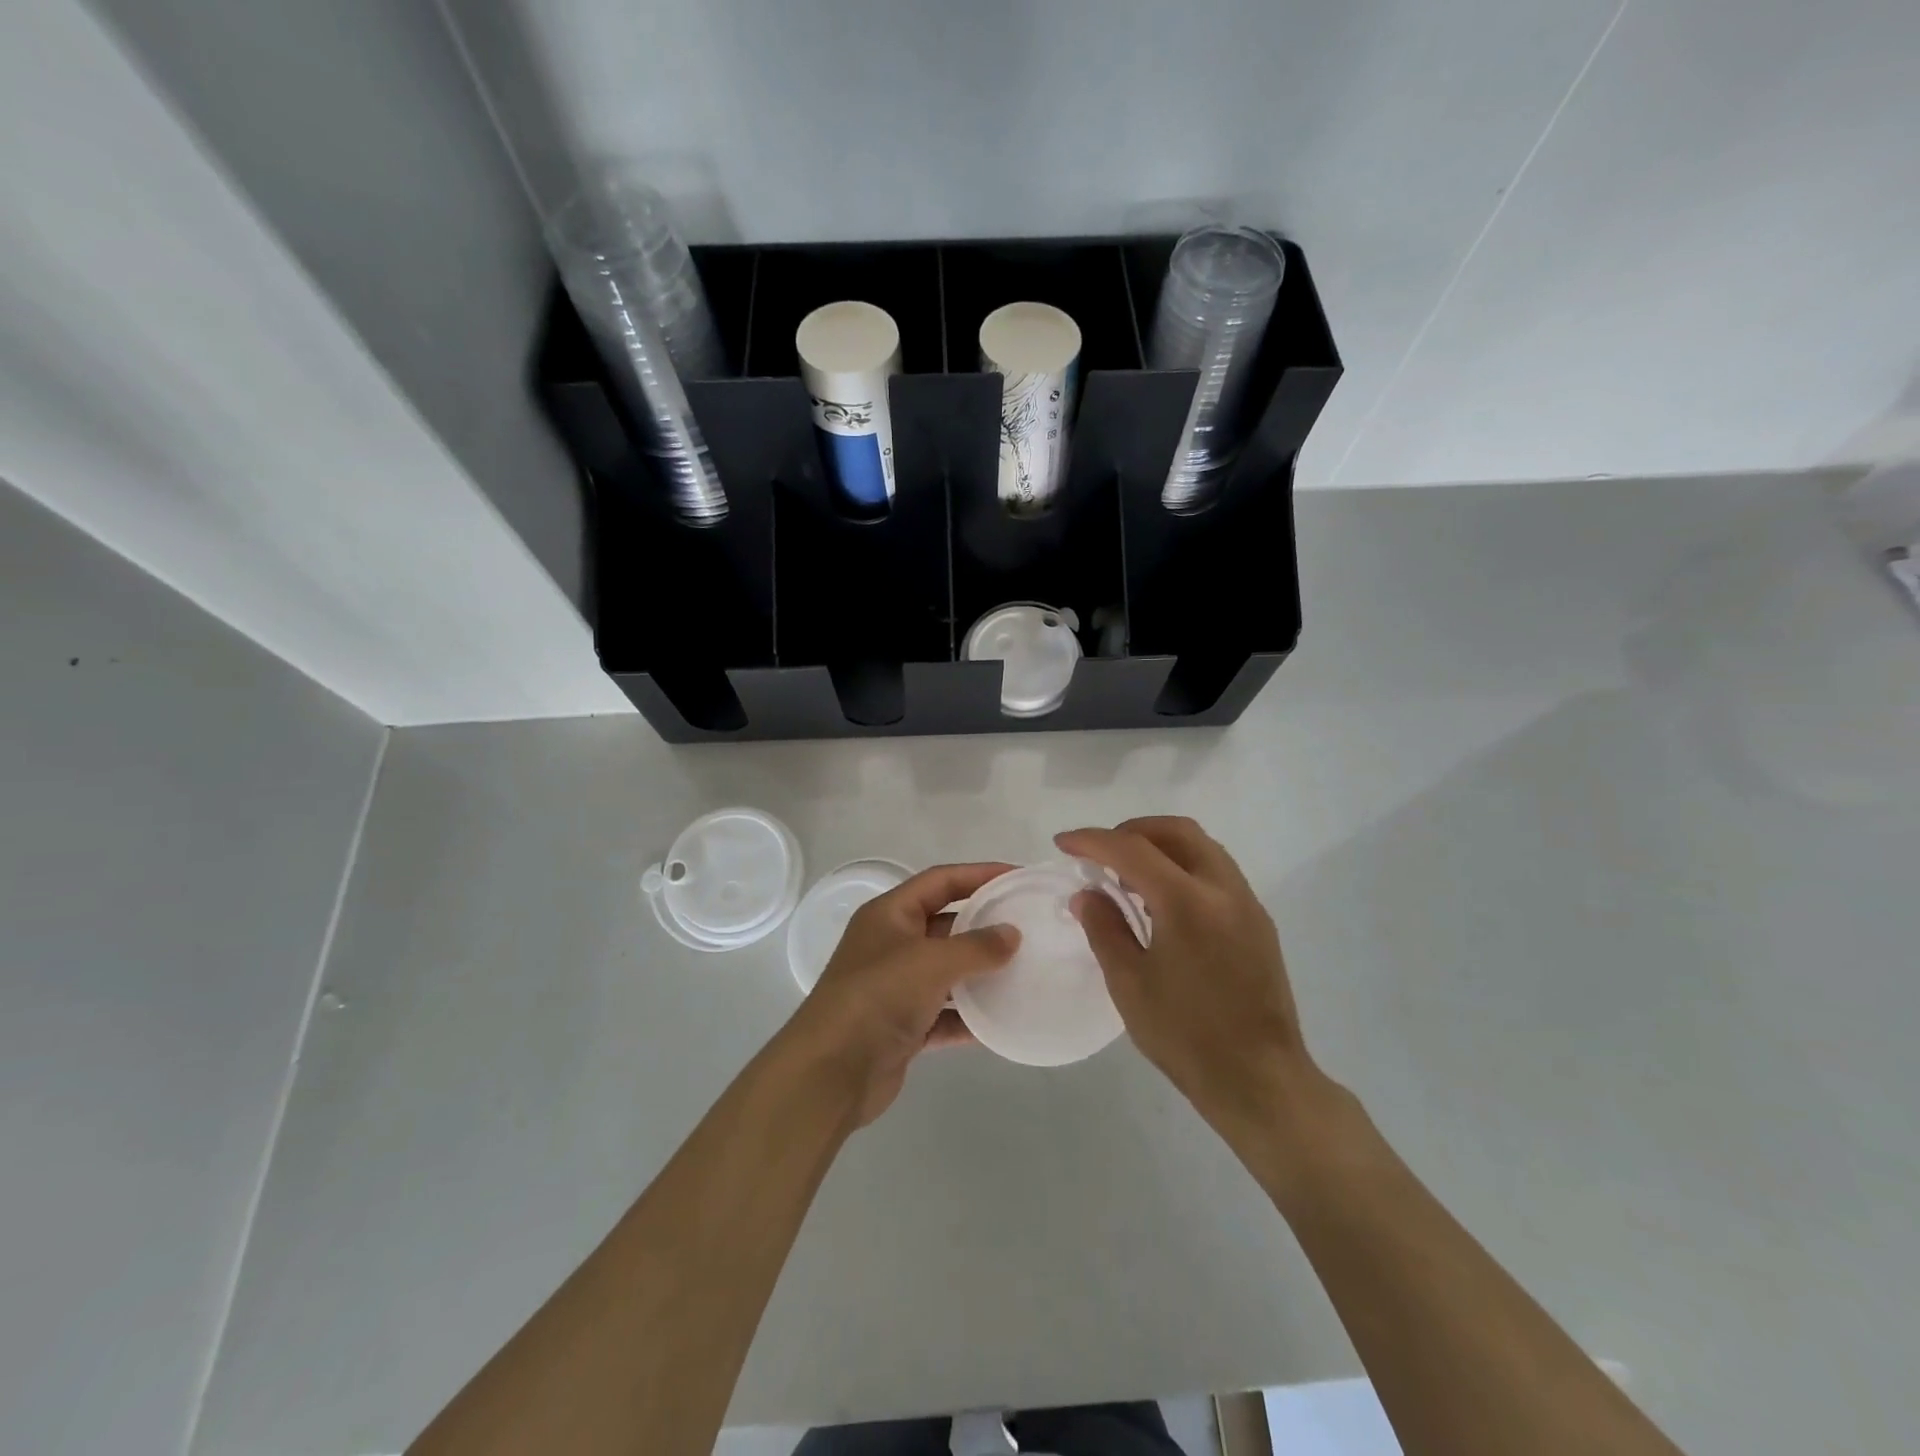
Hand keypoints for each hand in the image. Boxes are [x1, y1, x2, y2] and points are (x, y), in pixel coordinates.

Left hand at [782, 863, 1019, 1127]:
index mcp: (889, 914)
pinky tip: (1004, 1020)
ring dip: (981, 972)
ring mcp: (896, 987)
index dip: (979, 874)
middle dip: (984, 924)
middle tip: (1029, 926)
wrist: (831, 1072)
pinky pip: (946, 1014)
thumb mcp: (931, 961)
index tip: (1018, 877)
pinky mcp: (903, 1027)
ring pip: (947, 971)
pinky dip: (970, 1016)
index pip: (940, 881)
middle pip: (946, 924)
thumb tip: (1012, 934)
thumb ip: (976, 946)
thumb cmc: (878, 997)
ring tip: (1025, 970)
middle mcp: (891, 945)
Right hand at [1057, 818, 1317, 1139]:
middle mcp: (1223, 889)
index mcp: (1187, 902)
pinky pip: (1216, 872)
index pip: (1132, 849)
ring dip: (1161, 847)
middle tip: (1101, 852)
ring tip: (1128, 877)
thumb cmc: (1186, 1035)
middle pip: (1176, 831)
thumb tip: (1087, 894)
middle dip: (1132, 831)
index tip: (1063, 843)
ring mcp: (1247, 904)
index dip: (1092, 840)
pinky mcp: (1259, 922)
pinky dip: (1183, 867)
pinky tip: (1163, 902)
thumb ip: (1104, 928)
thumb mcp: (1129, 983)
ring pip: (1201, 847)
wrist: (1260, 1080)